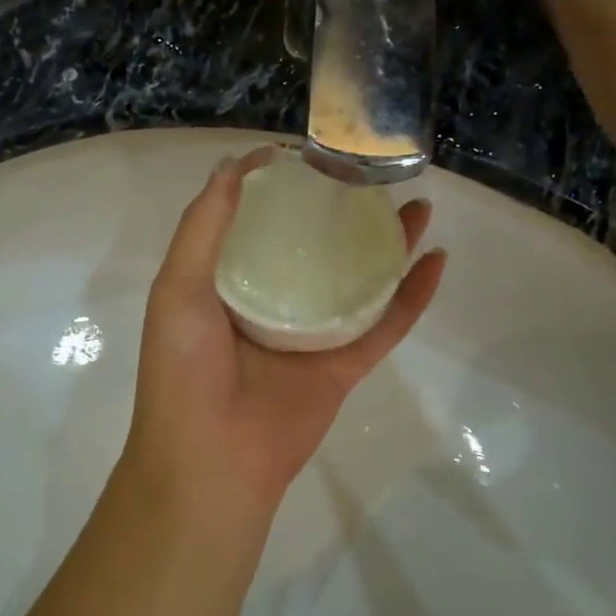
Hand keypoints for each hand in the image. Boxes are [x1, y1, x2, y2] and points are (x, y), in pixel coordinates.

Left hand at [122, 148, 446, 511]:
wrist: (212, 461)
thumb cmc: (185, 369)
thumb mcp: (178, 286)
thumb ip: (204, 226)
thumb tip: (234, 163)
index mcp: (225, 284)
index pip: (257, 224)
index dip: (282, 188)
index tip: (309, 154)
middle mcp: (269, 304)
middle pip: (314, 247)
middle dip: (342, 212)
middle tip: (372, 176)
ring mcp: (310, 335)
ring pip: (356, 280)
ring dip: (387, 245)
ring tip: (416, 205)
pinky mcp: (343, 366)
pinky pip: (385, 325)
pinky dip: (412, 296)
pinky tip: (437, 260)